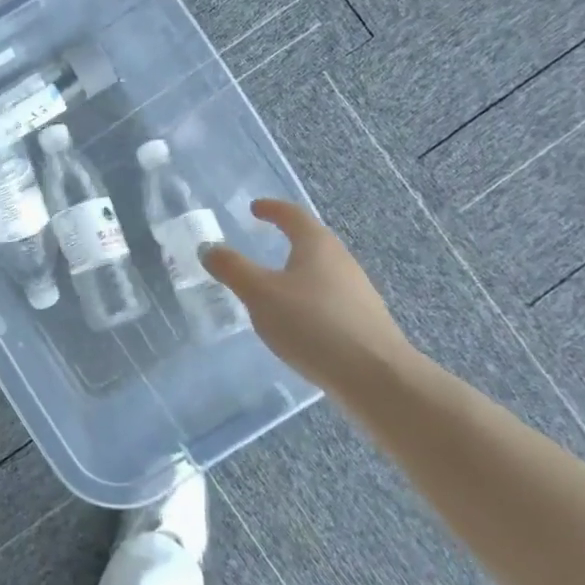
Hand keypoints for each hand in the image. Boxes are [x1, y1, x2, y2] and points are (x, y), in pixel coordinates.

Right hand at [203, 199, 414, 395]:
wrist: (375, 376)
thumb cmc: (312, 324)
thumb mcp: (260, 294)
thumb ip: (232, 269)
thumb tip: (209, 248)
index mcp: (317, 245)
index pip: (293, 215)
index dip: (272, 209)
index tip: (255, 208)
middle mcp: (342, 261)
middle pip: (312, 241)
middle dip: (288, 239)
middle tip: (263, 243)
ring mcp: (357, 292)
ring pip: (322, 272)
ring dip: (298, 272)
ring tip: (274, 287)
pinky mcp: (364, 321)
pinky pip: (329, 299)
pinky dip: (309, 300)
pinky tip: (298, 322)